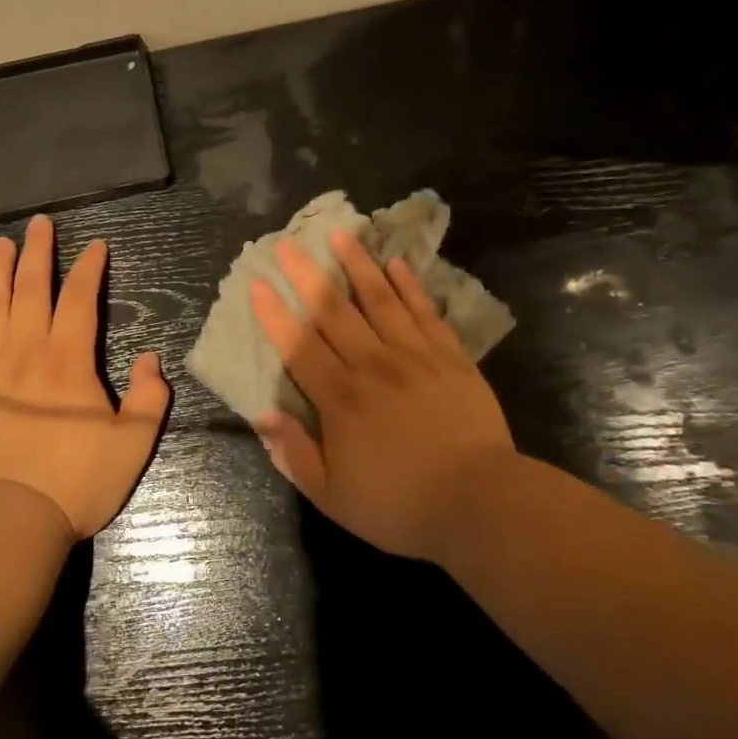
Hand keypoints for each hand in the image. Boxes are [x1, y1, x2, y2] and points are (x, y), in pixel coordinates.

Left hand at [0, 215, 170, 538]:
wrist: (9, 517)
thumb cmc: (76, 480)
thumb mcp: (134, 444)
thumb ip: (150, 397)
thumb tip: (154, 358)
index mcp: (68, 359)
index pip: (79, 298)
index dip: (88, 268)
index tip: (95, 246)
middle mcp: (26, 350)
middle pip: (30, 287)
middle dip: (37, 252)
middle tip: (39, 223)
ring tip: (2, 243)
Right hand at [250, 229, 517, 560]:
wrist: (480, 503)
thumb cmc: (399, 505)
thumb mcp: (332, 496)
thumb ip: (295, 454)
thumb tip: (264, 416)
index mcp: (339, 398)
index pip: (298, 345)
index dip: (275, 313)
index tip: (258, 283)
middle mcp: (372, 365)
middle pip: (333, 311)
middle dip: (307, 275)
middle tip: (288, 243)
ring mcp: (414, 356)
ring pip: (379, 300)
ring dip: (357, 265)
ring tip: (341, 233)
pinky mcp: (450, 357)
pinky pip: (425, 312)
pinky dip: (409, 286)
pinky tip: (396, 263)